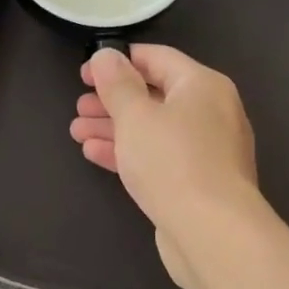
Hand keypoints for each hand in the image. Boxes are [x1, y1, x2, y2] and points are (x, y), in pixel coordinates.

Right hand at [69, 45, 259, 288]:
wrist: (212, 232)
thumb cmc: (172, 161)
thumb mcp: (136, 116)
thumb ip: (117, 83)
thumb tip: (106, 56)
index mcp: (202, 85)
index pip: (157, 58)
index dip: (118, 62)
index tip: (84, 72)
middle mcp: (210, 112)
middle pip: (154, 95)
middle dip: (112, 100)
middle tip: (78, 106)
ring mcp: (206, 149)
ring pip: (153, 128)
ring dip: (114, 127)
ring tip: (77, 131)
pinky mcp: (197, 182)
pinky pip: (158, 156)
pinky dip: (129, 151)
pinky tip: (94, 154)